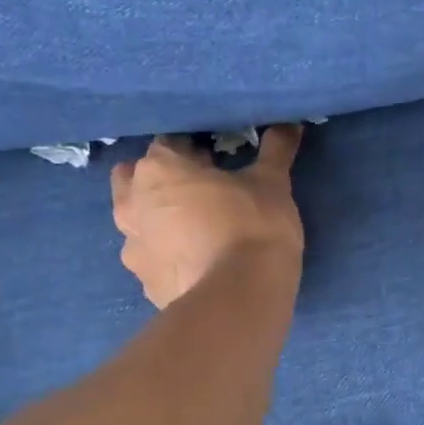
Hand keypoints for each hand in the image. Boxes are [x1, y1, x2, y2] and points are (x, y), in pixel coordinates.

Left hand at [112, 127, 305, 307]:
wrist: (238, 300)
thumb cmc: (252, 227)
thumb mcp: (272, 185)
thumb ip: (276, 151)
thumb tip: (290, 124)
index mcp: (158, 169)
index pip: (169, 144)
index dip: (193, 151)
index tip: (217, 163)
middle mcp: (133, 204)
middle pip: (135, 180)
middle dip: (158, 182)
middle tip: (197, 193)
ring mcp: (133, 248)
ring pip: (138, 223)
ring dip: (158, 221)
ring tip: (195, 232)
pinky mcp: (145, 285)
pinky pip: (153, 261)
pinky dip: (167, 258)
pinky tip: (196, 265)